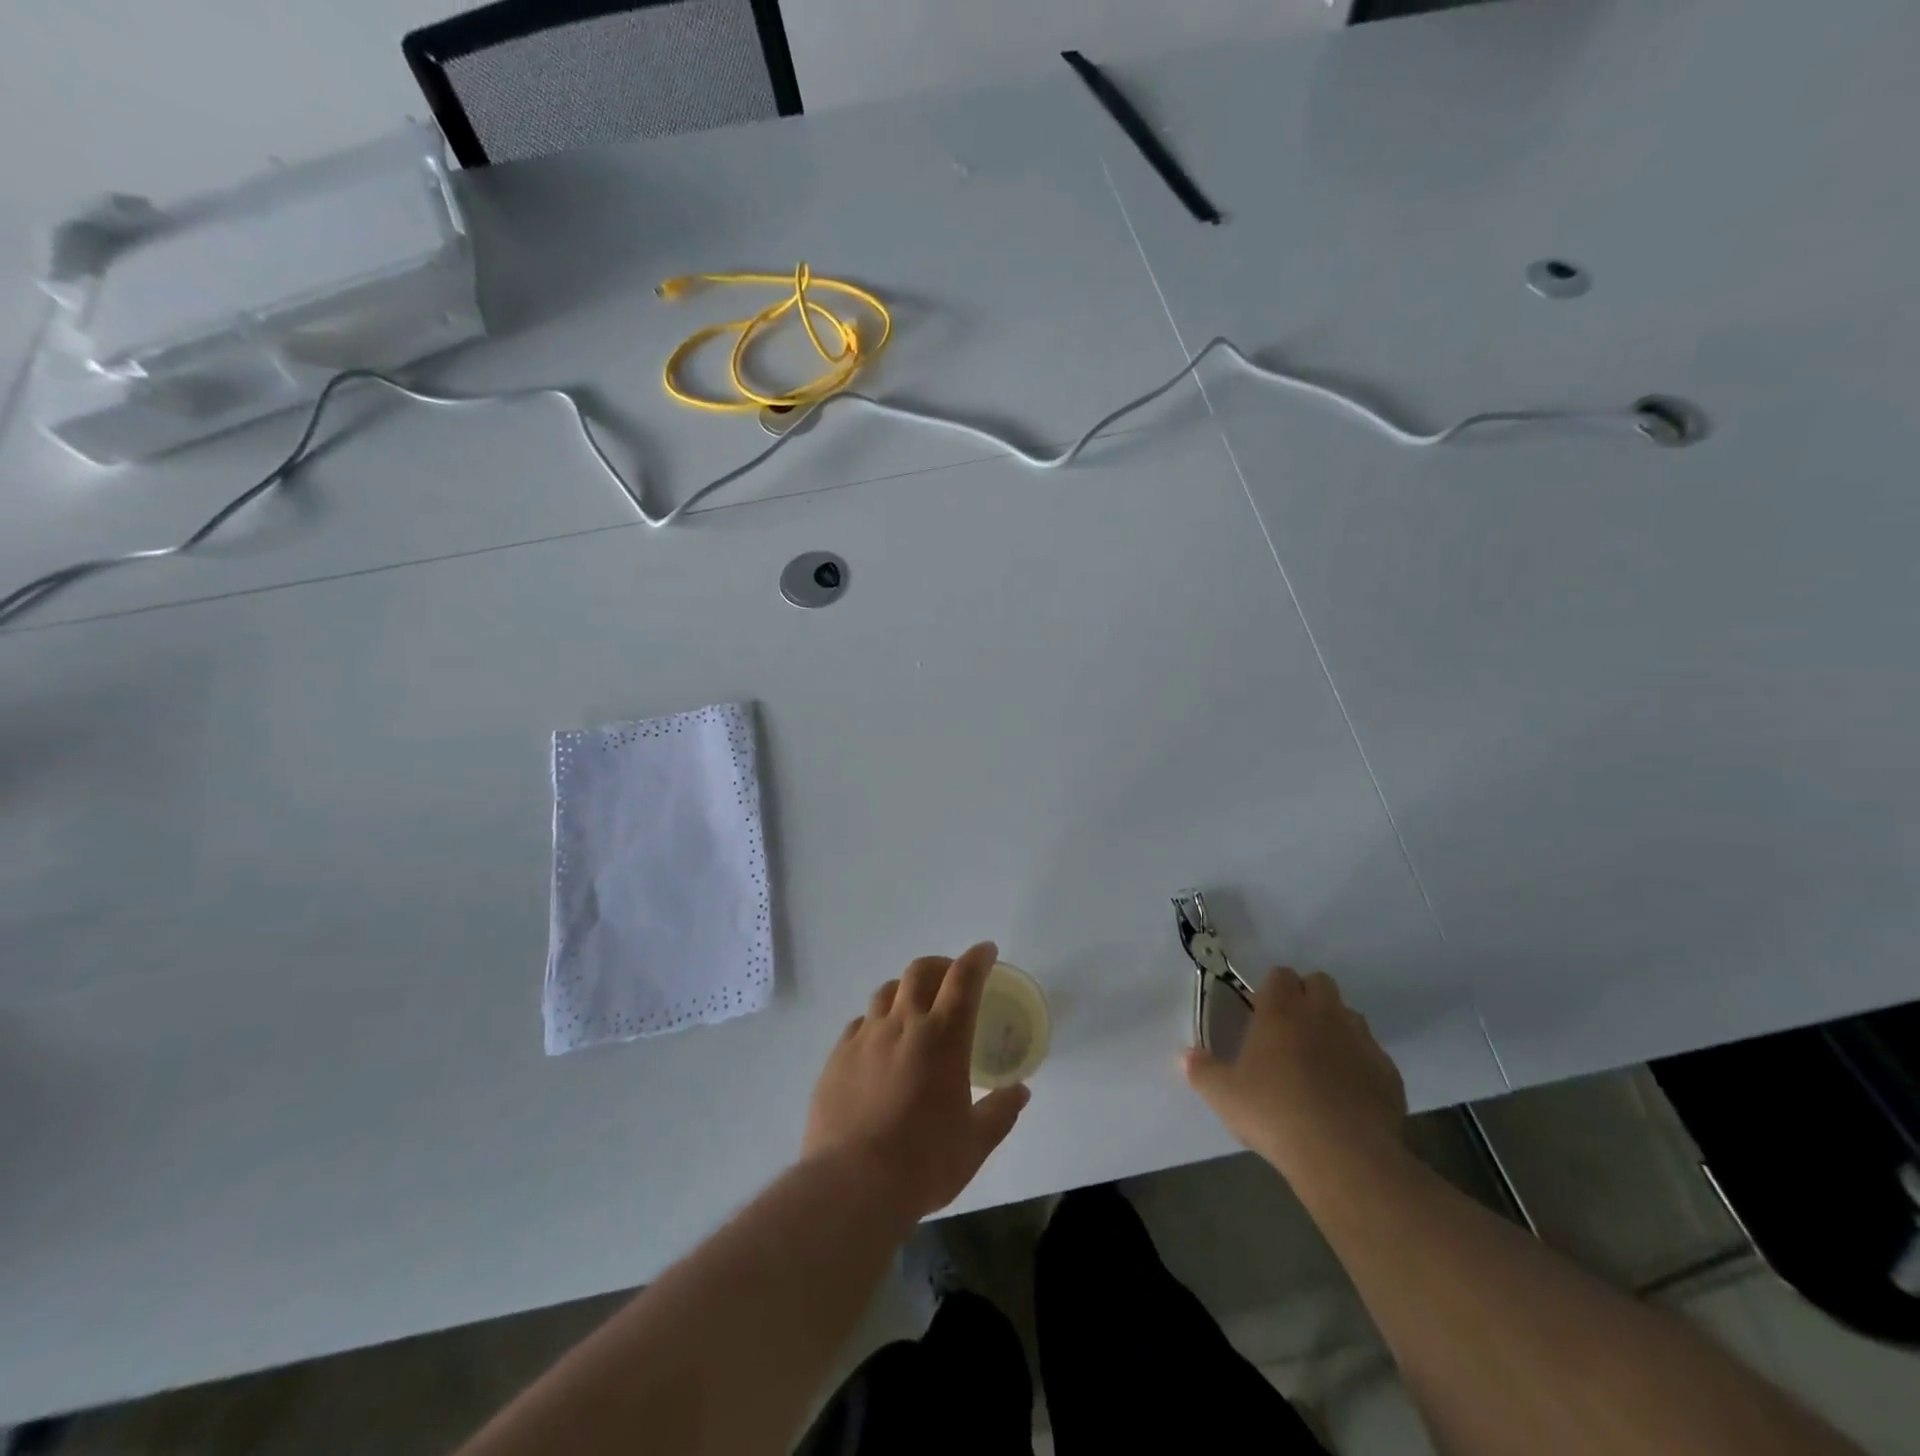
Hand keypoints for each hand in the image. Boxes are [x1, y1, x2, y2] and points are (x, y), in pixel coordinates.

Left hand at [804, 941, 1030, 1221]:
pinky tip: (879, 1044)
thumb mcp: (975, 1143)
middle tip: (951, 978)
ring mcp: (865, 1037)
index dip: (977, 958)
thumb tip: (1020, 1091)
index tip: (986, 952)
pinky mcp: (837, 1056)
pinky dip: (876, 1022)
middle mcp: (903, 1024)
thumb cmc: (924, 1162)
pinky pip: (859, 1023)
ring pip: (886, 991)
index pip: (964, 979)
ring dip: (905, 989)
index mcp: (943, 1037)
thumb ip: (1000, 1111)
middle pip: (920, 971)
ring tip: (913, 1008)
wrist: (852, 1184)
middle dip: (940, 965)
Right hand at [1183, 967, 1407, 1188]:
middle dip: (1307, 998)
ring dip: (1336, 1027)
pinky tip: (1349, 1093)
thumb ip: (1201, 1071)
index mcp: (1281, 1010)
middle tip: (1291, 1032)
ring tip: (1321, 1061)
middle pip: (1320, 983)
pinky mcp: (1388, 1072)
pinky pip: (1373, 1054)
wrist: (1344, 1156)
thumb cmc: (1274, 1114)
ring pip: (1350, 1015)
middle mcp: (1323, 1014)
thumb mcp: (1223, 1095)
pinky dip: (1360, 1064)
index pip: (1280, 974)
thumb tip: (1185, 1056)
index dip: (1272, 990)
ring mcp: (1361, 1040)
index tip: (1262, 1015)